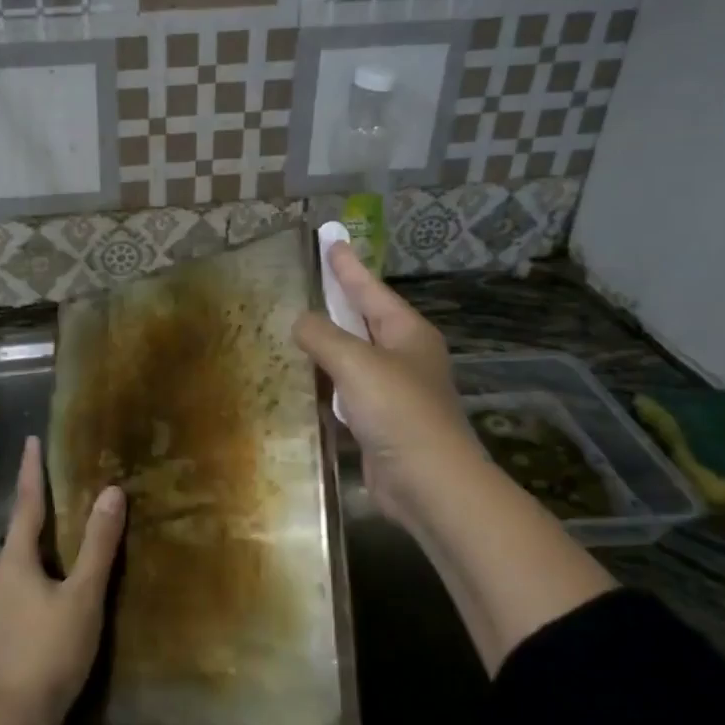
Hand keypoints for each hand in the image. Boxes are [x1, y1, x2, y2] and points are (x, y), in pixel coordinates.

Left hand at [0, 436, 123, 724]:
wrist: (4, 722)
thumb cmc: (48, 652)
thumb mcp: (82, 597)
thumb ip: (97, 545)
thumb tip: (111, 492)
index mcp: (14, 560)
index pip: (26, 503)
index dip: (31, 470)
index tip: (30, 440)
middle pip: (19, 537)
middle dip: (38, 516)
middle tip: (61, 500)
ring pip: (15, 569)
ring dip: (36, 555)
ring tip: (61, 552)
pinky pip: (13, 596)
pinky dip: (31, 585)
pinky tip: (47, 602)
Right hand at [294, 242, 486, 533]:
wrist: (429, 485)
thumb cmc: (398, 412)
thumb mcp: (356, 364)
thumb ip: (323, 336)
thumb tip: (300, 322)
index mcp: (407, 334)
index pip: (370, 290)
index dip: (347, 265)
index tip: (331, 239)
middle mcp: (404, 357)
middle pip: (363, 320)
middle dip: (337, 302)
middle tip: (310, 281)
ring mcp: (393, 392)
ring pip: (352, 358)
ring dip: (326, 346)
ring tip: (294, 330)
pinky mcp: (379, 423)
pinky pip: (345, 393)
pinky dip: (325, 385)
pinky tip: (303, 383)